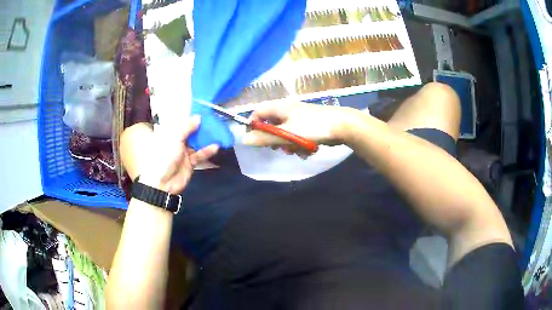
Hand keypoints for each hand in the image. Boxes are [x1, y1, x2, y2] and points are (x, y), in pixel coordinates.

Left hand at [136, 116, 218, 192]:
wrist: (162, 183)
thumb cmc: (164, 156)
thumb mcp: (174, 138)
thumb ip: (187, 127)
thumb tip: (198, 117)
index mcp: (168, 133)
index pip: (179, 122)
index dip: (189, 116)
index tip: (201, 109)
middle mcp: (175, 141)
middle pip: (190, 132)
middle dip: (200, 127)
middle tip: (213, 119)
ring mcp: (183, 152)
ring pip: (196, 143)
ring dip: (205, 138)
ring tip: (217, 131)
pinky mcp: (190, 163)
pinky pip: (199, 155)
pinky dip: (207, 151)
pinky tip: (215, 147)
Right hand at [242, 102, 354, 153]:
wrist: (343, 125)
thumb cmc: (313, 127)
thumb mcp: (287, 134)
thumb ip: (265, 137)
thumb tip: (245, 140)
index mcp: (280, 107)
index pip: (258, 112)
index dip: (253, 126)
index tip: (255, 140)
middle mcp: (288, 110)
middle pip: (272, 125)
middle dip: (275, 139)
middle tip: (279, 148)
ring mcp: (300, 117)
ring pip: (285, 133)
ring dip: (289, 144)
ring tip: (297, 150)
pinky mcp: (310, 125)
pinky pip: (298, 136)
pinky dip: (300, 144)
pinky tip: (307, 151)